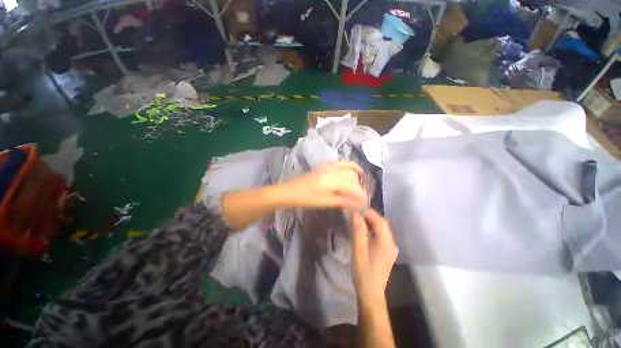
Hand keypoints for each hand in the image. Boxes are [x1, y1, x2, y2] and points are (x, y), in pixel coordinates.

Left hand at [276, 161, 367, 209]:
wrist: (290, 191)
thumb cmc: (306, 199)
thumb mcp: (326, 202)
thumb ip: (344, 202)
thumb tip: (359, 205)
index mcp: (333, 180)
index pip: (353, 188)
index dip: (361, 197)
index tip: (365, 206)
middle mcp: (333, 170)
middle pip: (352, 180)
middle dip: (359, 190)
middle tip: (362, 201)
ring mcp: (328, 166)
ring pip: (349, 171)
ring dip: (356, 180)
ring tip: (358, 190)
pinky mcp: (325, 166)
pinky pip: (341, 164)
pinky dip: (349, 166)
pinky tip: (354, 171)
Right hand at [351, 209, 397, 301]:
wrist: (371, 293)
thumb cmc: (363, 273)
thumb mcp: (358, 251)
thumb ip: (358, 231)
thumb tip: (356, 213)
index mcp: (386, 242)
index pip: (379, 220)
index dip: (367, 212)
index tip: (355, 207)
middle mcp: (391, 243)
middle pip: (381, 223)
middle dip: (368, 215)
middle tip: (354, 212)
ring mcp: (390, 247)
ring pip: (381, 228)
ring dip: (369, 221)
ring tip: (357, 219)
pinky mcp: (386, 250)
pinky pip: (380, 234)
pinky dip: (371, 228)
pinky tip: (362, 229)